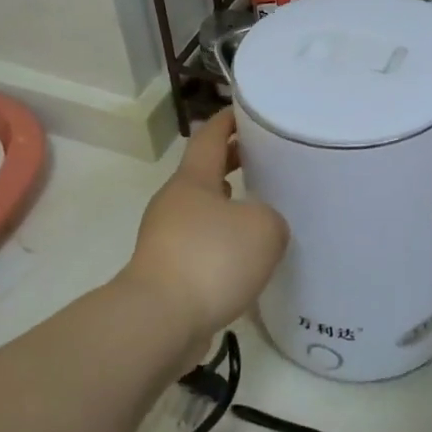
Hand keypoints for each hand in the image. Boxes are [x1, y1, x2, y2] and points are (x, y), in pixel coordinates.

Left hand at [121, 110, 287, 362]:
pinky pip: (202, 246)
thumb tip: (260, 227)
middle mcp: (175, 203)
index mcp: (193, 180)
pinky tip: (247, 259)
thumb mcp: (263, 228)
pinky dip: (223, 243)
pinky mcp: (168, 273)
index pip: (210, 136)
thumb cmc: (211, 259)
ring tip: (263, 210)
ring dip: (229, 207)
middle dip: (234, 162)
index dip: (229, 120)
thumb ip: (272, 217)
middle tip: (267, 158)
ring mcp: (166, 239)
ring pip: (204, 211)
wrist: (159, 321)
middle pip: (205, 173)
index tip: (248, 111)